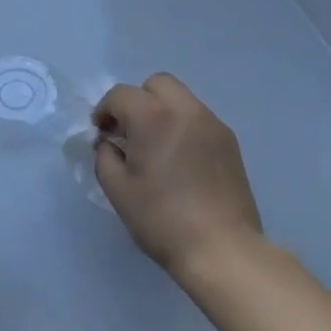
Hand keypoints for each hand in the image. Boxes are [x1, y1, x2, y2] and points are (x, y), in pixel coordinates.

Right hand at [93, 73, 262, 280]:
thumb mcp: (118, 190)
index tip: (101, 132)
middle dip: (137, 100)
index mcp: (153, 117)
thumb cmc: (162, 219)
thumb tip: (108, 143)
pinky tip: (180, 159)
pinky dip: (183, 125)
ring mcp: (212, 123)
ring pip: (181, 98)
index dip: (105, 110)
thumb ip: (105, 156)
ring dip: (162, 111)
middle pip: (157, 84)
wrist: (221, 247)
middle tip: (129, 132)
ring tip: (155, 146)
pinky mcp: (229, 140)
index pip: (121, 95)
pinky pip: (199, 118)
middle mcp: (186, 109)